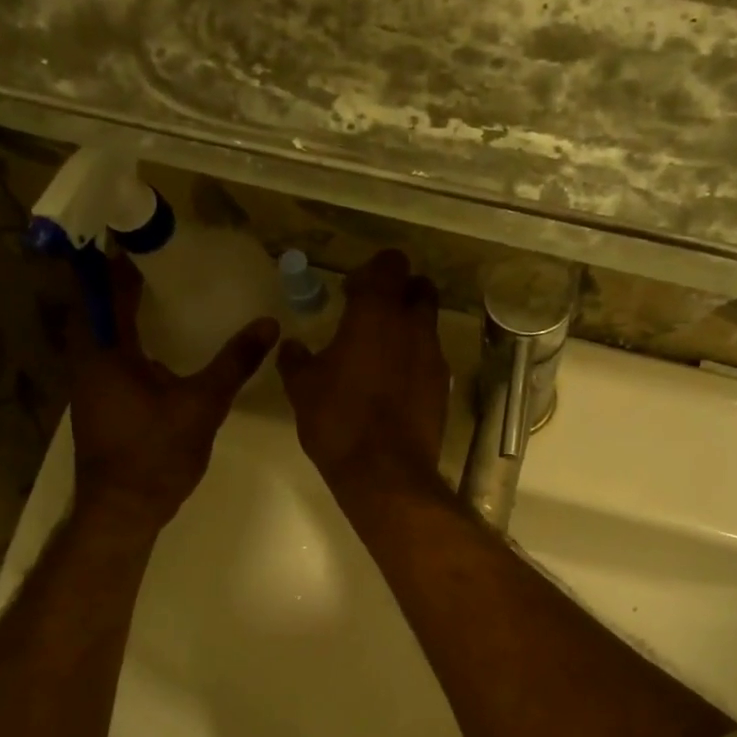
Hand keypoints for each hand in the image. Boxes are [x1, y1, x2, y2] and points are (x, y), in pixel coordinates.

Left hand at [68, 253, 277, 530]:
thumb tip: (268, 324)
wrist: (123, 509)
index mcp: (105, 352)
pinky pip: (108, 356)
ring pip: (100, 334)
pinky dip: (127, 341)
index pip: (107, 290)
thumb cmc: (156, 453)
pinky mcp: (98, 404)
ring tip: (162, 297)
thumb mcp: (202, 404)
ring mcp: (88, 385)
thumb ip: (234, 363)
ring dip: (122, 313)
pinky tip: (158, 348)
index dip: (121, 262)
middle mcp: (87, 361)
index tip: (145, 240)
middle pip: (97, 307)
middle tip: (160, 265)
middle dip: (120, 283)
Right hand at [277, 250, 448, 500]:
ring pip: (428, 325)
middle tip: (371, 316)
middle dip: (399, 293)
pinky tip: (392, 386)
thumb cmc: (338, 420)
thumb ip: (296, 359)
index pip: (389, 264)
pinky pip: (431, 359)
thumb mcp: (302, 388)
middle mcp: (414, 326)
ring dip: (408, 328)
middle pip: (419, 288)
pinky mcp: (443, 387)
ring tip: (379, 354)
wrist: (386, 472)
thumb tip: (292, 347)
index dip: (372, 271)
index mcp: (377, 313)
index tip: (350, 292)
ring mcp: (434, 357)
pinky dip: (415, 361)